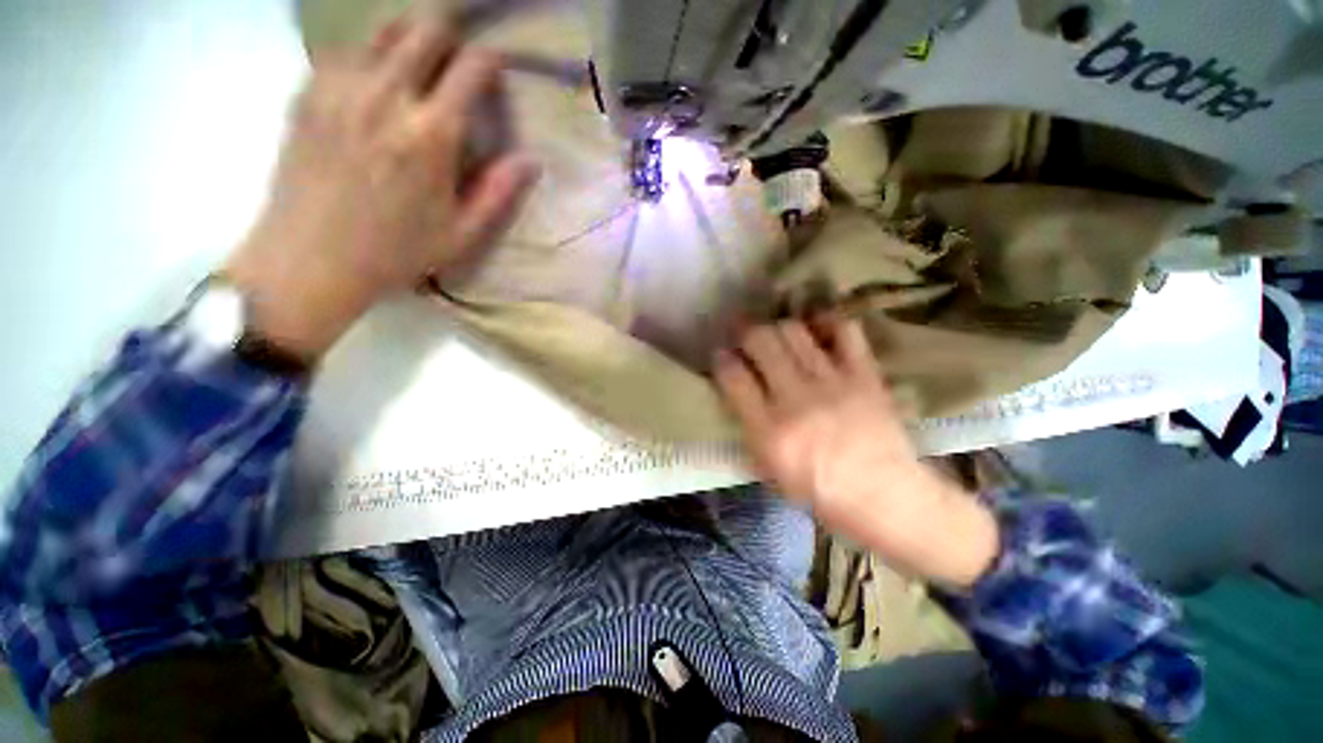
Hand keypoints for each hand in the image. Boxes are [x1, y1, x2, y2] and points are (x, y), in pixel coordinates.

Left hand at [225, 15, 538, 359]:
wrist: (309, 259)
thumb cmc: (395, 253)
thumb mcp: (461, 234)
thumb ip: (498, 192)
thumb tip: (531, 160)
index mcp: (430, 135)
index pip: (471, 67)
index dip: (491, 60)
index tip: (498, 69)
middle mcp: (386, 95)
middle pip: (426, 28)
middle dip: (450, 35)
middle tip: (458, 58)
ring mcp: (341, 87)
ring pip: (383, 29)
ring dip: (410, 39)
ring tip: (420, 65)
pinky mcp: (309, 91)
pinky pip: (346, 50)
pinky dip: (370, 55)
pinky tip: (376, 83)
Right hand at [713, 318, 999, 586]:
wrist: (885, 497)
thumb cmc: (820, 492)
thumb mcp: (769, 470)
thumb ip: (749, 427)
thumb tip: (737, 389)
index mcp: (769, 431)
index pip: (734, 377)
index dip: (721, 359)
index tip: (721, 355)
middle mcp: (796, 399)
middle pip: (761, 341)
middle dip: (745, 332)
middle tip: (744, 335)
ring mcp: (832, 383)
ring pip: (794, 331)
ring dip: (778, 326)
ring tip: (776, 334)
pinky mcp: (863, 374)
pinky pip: (843, 332)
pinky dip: (827, 323)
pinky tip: (817, 329)